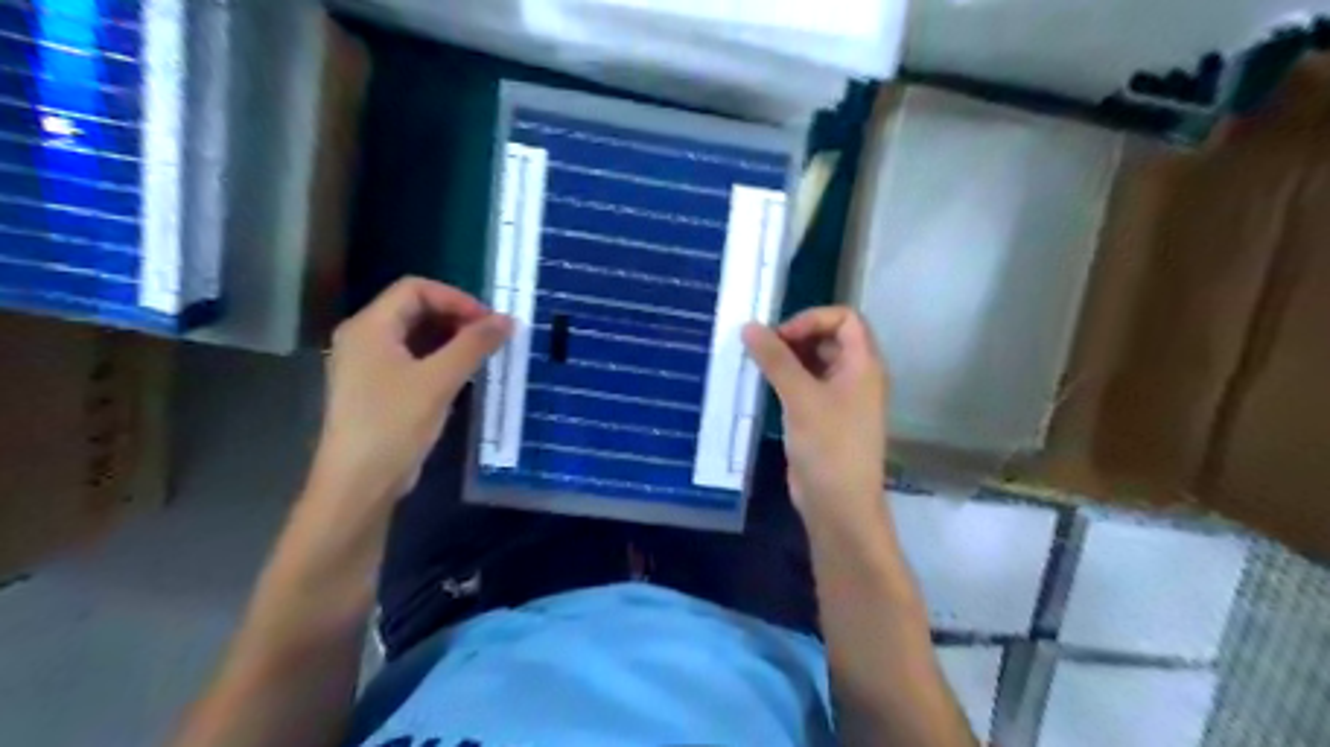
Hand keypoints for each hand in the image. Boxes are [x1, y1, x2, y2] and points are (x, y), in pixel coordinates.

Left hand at [316, 278, 510, 501]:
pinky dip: (440, 359)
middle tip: (490, 338)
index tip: (489, 321)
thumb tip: (507, 319)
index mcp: (370, 327)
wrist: (359, 483)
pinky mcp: (377, 388)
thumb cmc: (394, 424)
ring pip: (415, 335)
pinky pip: (412, 359)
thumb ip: (474, 345)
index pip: (416, 289)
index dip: (456, 298)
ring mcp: (368, 365)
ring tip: (482, 356)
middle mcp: (364, 338)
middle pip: (414, 309)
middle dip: (456, 318)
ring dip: (451, 339)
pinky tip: (462, 375)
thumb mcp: (439, 380)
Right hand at [745, 306, 886, 531]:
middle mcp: (856, 376)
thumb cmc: (828, 446)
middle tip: (763, 349)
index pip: (845, 319)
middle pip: (830, 338)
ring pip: (816, 363)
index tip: (781, 337)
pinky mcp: (824, 417)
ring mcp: (841, 398)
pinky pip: (807, 385)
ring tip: (758, 364)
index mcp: (863, 365)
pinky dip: (787, 379)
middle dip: (797, 337)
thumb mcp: (800, 397)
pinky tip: (765, 385)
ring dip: (789, 358)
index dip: (812, 319)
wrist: (839, 505)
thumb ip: (775, 359)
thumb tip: (749, 326)